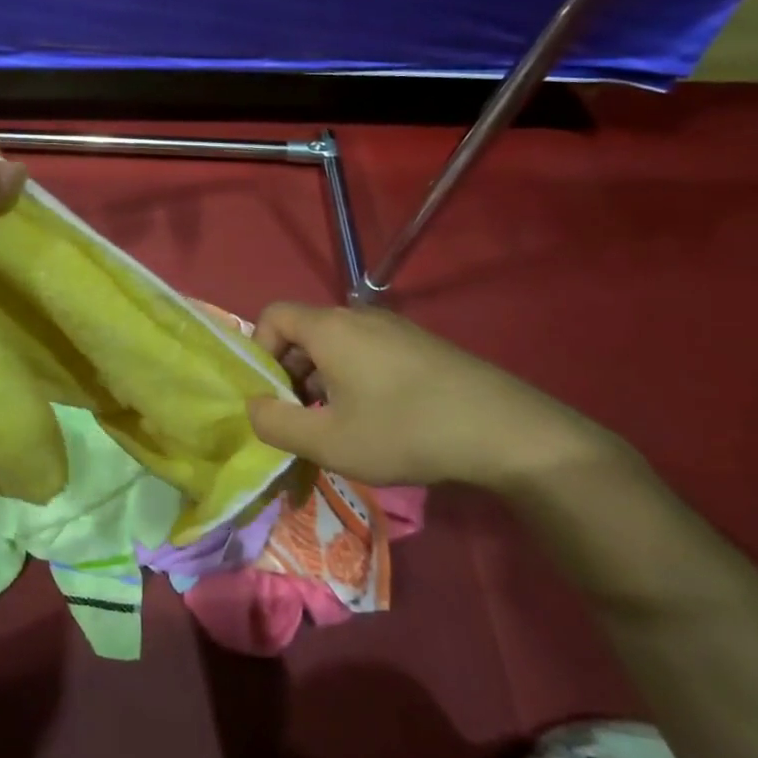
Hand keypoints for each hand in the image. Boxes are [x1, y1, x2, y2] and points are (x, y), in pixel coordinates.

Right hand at [244, 302, 615, 492]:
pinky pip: (368, 351)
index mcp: (329, 328)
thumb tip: (252, 407)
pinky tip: (377, 418)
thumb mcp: (329, 441)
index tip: (271, 395)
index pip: (272, 316)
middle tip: (300, 417)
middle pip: (304, 331)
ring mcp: (395, 328)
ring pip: (337, 344)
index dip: (259, 351)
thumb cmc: (404, 430)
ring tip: (338, 424)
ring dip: (323, 379)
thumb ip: (276, 425)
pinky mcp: (422, 345)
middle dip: (290, 372)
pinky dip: (355, 377)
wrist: (505, 430)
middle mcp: (358, 316)